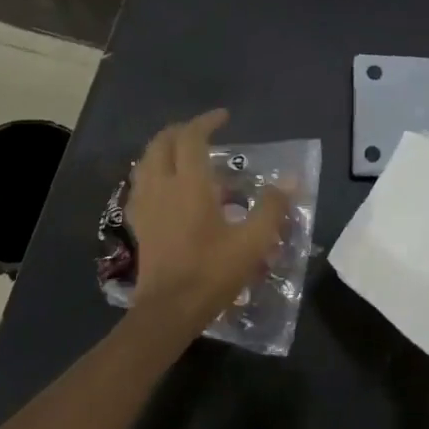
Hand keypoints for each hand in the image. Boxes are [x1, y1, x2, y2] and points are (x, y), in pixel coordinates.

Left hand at [128, 109, 289, 333]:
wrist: (169, 310)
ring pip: (146, 161)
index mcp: (189, 184)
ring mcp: (145, 205)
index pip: (191, 137)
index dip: (206, 122)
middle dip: (181, 131)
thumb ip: (271, 208)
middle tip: (203, 132)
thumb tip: (290, 180)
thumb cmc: (211, 273)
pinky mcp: (138, 223)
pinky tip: (167, 187)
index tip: (224, 118)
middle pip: (162, 143)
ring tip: (185, 155)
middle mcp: (161, 186)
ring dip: (164, 149)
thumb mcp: (252, 242)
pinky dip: (154, 173)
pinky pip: (141, 185)